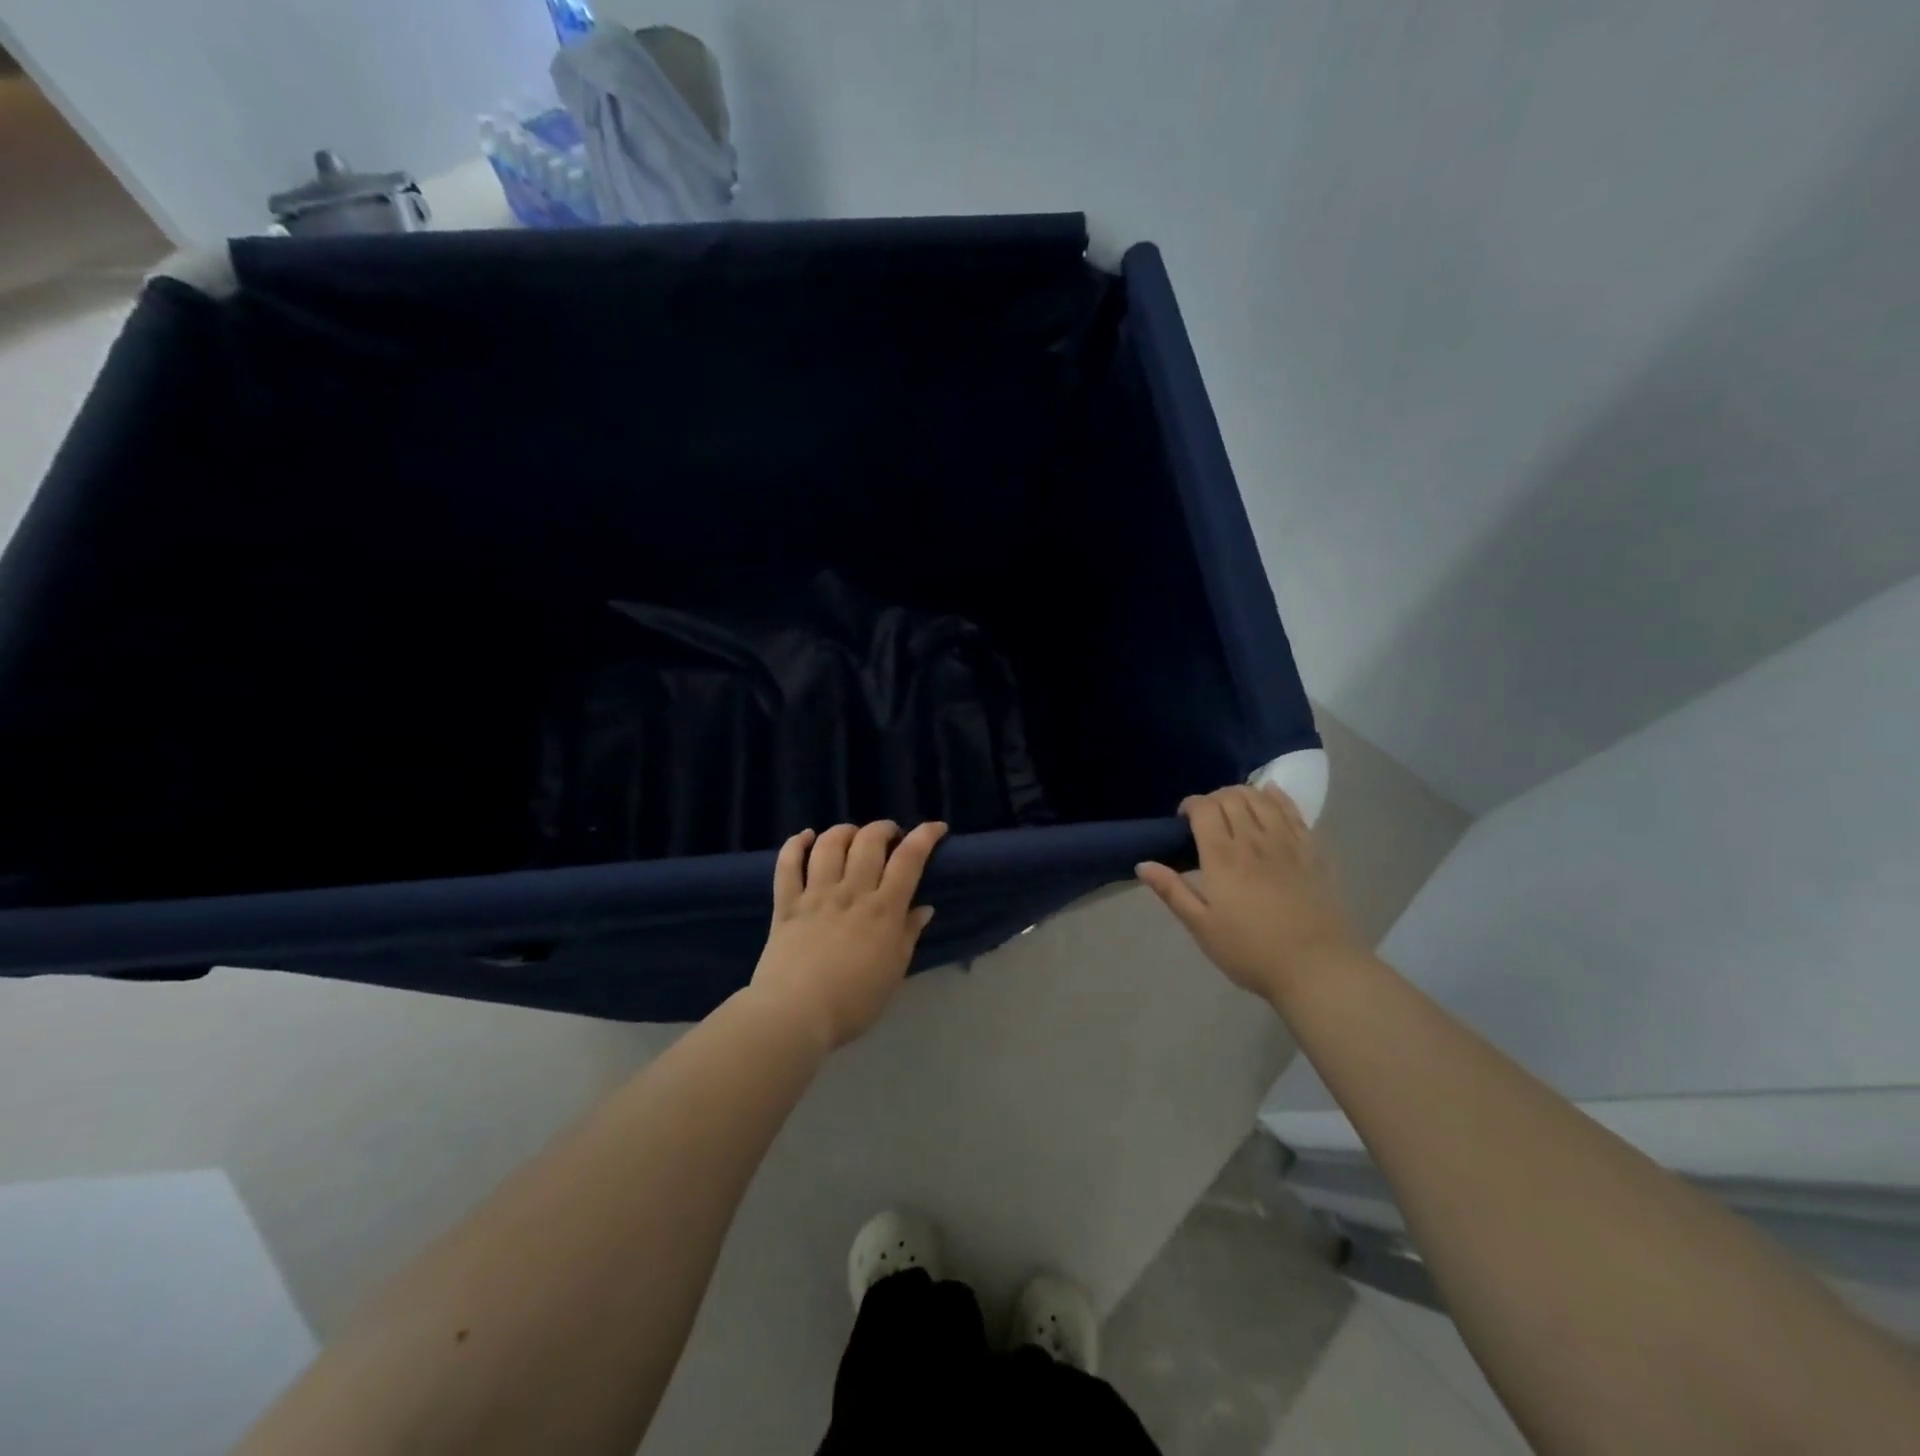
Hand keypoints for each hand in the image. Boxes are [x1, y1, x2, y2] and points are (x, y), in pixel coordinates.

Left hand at [750, 819, 947, 1049]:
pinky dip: (795, 844)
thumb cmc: (853, 1003)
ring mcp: (816, 895)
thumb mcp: (894, 973)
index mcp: (883, 910)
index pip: (909, 859)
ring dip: (844, 831)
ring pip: (830, 844)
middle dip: (884, 829)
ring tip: (852, 836)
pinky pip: (787, 864)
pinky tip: (805, 837)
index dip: (925, 836)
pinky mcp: (786, 904)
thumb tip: (924, 908)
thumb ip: (908, 935)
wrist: (795, 1015)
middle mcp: (851, 892)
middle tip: (890, 837)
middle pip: (869, 841)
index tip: (936, 827)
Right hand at [1136, 785, 1363, 1001]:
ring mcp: (1287, 842)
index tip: (1183, 819)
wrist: (1317, 968)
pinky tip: (1270, 794)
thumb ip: (1172, 891)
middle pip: (1231, 797)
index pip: (1204, 808)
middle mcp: (1253, 840)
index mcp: (1222, 857)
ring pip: (1261, 798)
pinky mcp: (1313, 851)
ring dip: (1242, 794)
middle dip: (1214, 798)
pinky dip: (1277, 796)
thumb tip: (1143, 864)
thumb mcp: (1202, 927)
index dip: (1190, 804)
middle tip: (1207, 817)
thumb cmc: (1251, 951)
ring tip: (1234, 807)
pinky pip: (1293, 810)